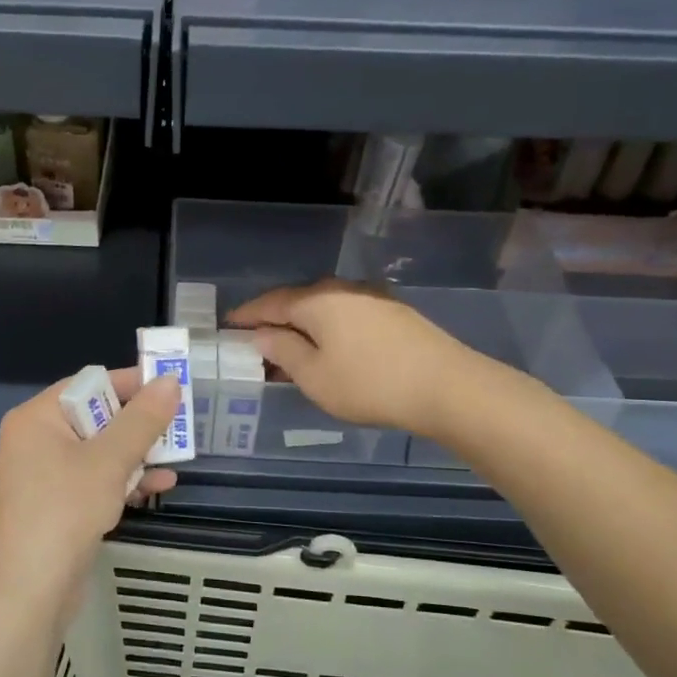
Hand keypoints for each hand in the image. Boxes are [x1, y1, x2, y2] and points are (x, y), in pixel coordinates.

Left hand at [0, 367, 180, 623]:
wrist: (28, 592)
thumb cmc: (64, 512)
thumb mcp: (109, 461)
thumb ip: (142, 420)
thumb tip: (170, 381)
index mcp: (37, 417)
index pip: (90, 384)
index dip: (132, 384)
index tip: (173, 389)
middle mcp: (36, 439)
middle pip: (97, 417)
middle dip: (139, 425)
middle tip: (180, 427)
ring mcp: (45, 475)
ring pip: (100, 451)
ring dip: (137, 455)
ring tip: (177, 460)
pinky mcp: (57, 505)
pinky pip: (95, 480)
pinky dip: (123, 480)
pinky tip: (159, 486)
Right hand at [227, 280, 471, 439]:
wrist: (447, 387)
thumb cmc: (369, 384)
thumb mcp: (314, 376)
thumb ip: (283, 351)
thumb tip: (262, 336)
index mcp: (316, 300)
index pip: (270, 303)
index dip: (247, 316)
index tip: (228, 327)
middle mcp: (342, 290)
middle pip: (298, 302)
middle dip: (275, 323)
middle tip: (257, 347)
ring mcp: (372, 299)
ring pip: (324, 310)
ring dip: (304, 329)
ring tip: (292, 355)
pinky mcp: (394, 314)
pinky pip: (346, 317)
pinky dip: (329, 331)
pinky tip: (329, 352)